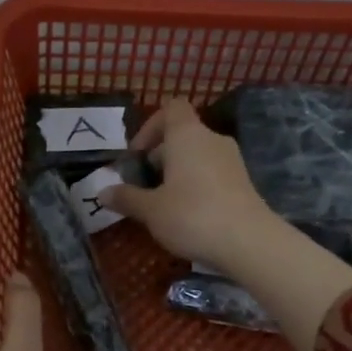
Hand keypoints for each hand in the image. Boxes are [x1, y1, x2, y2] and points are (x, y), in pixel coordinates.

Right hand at [96, 99, 281, 268]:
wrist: (249, 242)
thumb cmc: (192, 216)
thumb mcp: (151, 210)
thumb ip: (126, 198)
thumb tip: (102, 192)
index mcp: (187, 135)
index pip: (171, 108)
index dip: (150, 127)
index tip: (137, 156)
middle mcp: (211, 139)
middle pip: (182, 134)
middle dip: (160, 156)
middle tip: (144, 186)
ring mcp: (232, 160)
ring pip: (197, 156)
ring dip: (177, 173)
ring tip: (163, 204)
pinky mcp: (243, 182)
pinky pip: (212, 174)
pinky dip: (196, 186)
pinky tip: (188, 215)